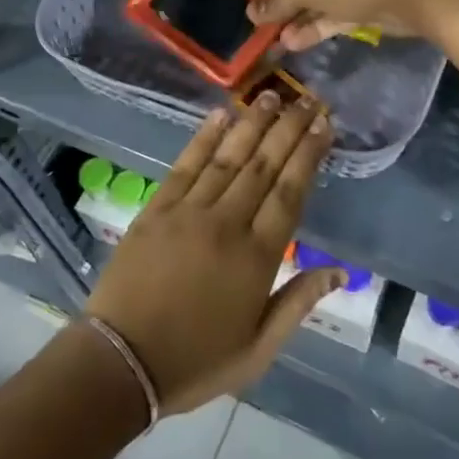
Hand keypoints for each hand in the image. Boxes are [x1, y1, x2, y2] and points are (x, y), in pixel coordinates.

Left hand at [85, 93, 341, 414]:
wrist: (120, 363)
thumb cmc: (196, 361)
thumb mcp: (258, 350)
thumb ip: (298, 303)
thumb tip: (339, 270)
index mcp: (257, 258)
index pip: (291, 192)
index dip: (309, 154)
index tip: (324, 125)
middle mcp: (226, 224)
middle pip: (264, 165)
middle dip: (289, 128)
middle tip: (308, 98)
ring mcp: (189, 212)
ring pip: (228, 157)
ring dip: (252, 123)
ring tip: (272, 95)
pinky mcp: (157, 209)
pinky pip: (186, 165)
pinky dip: (205, 137)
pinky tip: (221, 114)